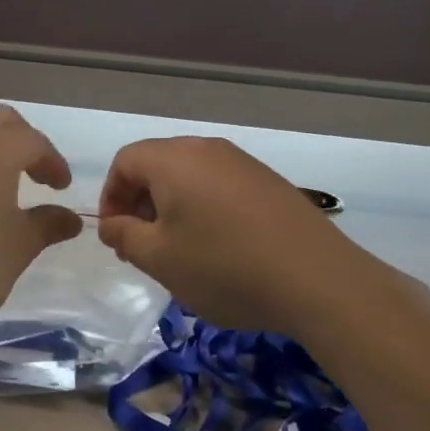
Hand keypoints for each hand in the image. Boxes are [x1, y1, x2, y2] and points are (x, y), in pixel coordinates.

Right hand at [97, 137, 404, 339]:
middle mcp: (207, 150)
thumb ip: (123, 236)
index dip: (111, 197)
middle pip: (157, 164)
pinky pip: (220, 186)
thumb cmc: (224, 267)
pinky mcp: (269, 182)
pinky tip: (218, 248)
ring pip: (190, 176)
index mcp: (174, 160)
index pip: (125, 161)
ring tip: (179, 251)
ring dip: (172, 208)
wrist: (318, 280)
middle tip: (142, 247)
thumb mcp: (159, 258)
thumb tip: (111, 224)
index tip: (116, 236)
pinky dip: (204, 209)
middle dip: (140, 203)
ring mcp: (243, 163)